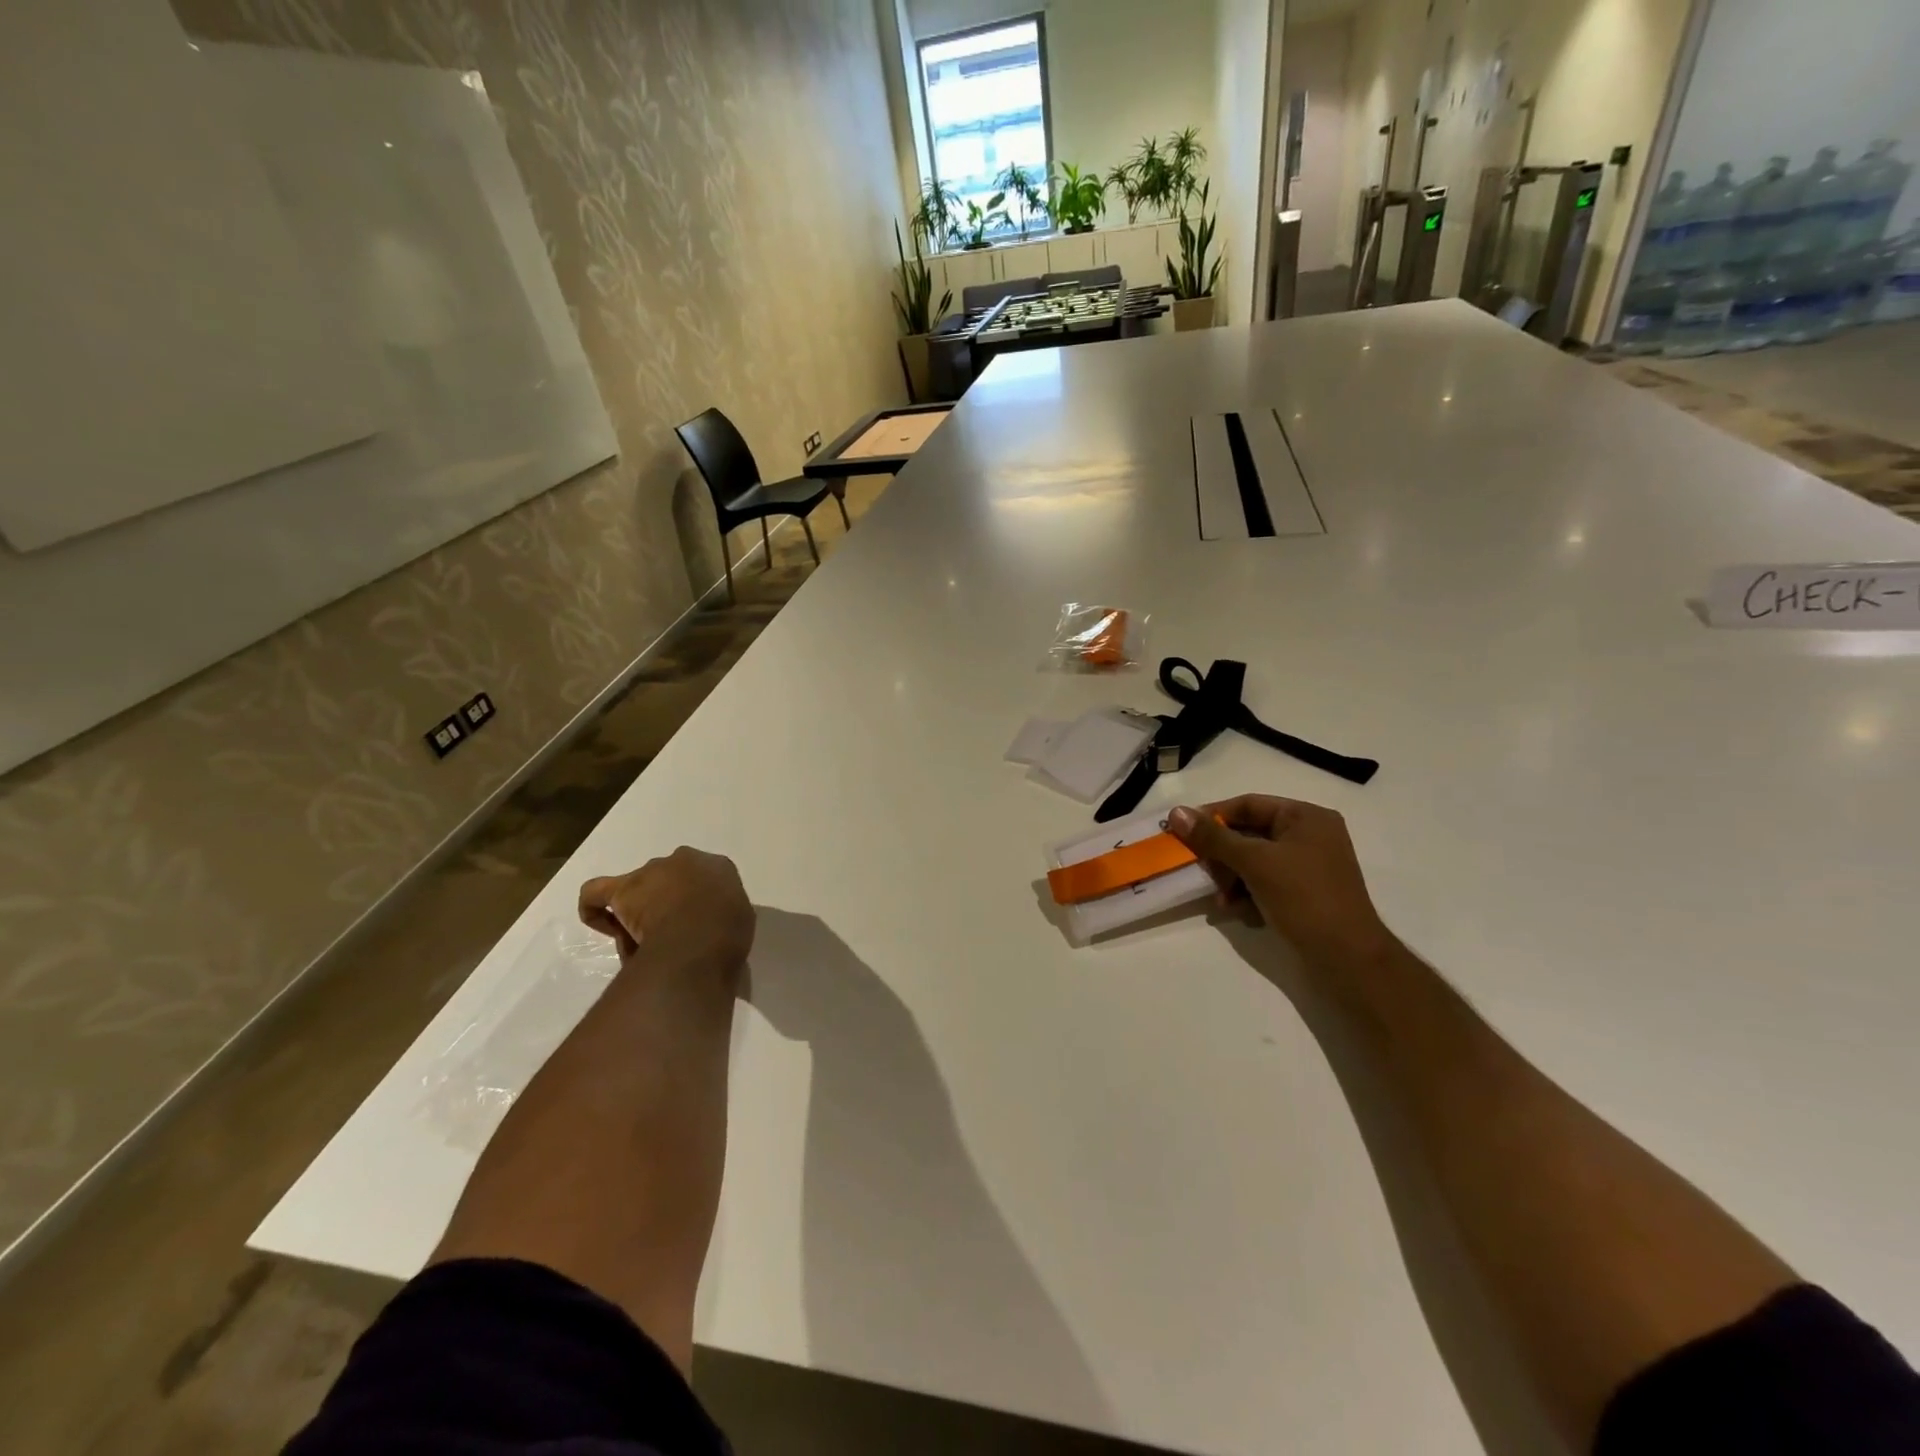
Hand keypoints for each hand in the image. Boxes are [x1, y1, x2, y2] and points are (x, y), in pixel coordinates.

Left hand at [578, 847, 755, 985]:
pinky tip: (603, 925)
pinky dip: (594, 908)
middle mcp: (684, 860)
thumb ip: (720, 915)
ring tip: (644, 942)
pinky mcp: (623, 889)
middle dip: (667, 902)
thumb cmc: (728, 933)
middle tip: (671, 933)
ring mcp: (652, 871)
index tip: (698, 924)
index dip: (697, 901)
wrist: (702, 939)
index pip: (704, 878)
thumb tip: (704, 926)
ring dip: (640, 909)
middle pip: (668, 879)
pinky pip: (596, 893)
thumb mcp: (738, 921)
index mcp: (719, 866)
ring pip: (639, 888)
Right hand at [1168, 796, 1394, 967]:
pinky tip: (1236, 911)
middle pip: (1248, 834)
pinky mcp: (1304, 894)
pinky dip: (1246, 894)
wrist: (1347, 959)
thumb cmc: (1304, 898)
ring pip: (1253, 861)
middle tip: (1199, 869)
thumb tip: (1176, 812)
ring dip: (1230, 878)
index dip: (1212, 815)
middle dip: (1221, 854)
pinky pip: (1264, 883)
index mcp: (1306, 817)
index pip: (1249, 804)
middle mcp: (1309, 836)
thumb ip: (1214, 837)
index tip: (1182, 830)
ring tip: (1220, 899)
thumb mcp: (1255, 862)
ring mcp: (1308, 867)